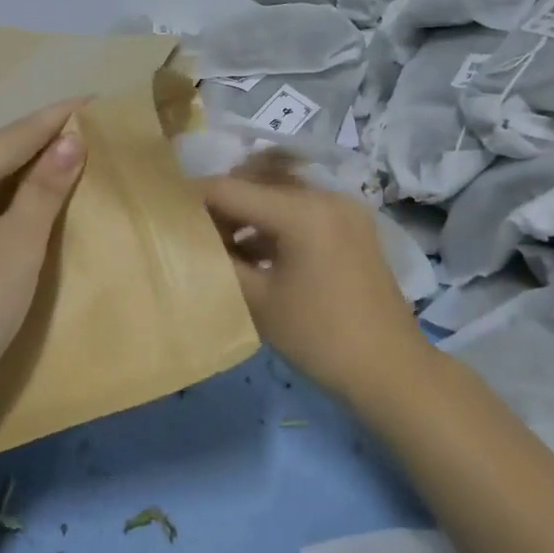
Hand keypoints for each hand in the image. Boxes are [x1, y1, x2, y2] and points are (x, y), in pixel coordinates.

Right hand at [200, 164, 431, 402]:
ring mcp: (345, 209)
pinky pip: (303, 211)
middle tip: (191, 231)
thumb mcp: (257, 301)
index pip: (231, 189)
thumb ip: (219, 261)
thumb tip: (190, 239)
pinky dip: (275, 224)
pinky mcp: (353, 226)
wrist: (390, 369)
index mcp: (303, 211)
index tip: (163, 209)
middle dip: (221, 203)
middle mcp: (326, 196)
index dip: (192, 196)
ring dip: (248, 213)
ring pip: (281, 195)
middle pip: (257, 183)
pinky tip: (254, 253)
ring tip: (220, 245)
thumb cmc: (319, 338)